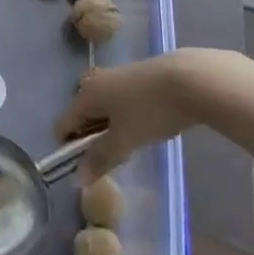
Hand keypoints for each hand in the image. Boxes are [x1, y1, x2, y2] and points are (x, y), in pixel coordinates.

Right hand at [55, 48, 253, 177]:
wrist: (190, 79)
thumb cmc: (150, 110)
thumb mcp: (124, 140)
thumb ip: (101, 158)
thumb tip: (79, 179)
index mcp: (85, 95)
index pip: (63, 124)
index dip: (69, 148)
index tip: (88, 168)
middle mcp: (95, 82)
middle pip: (83, 116)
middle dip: (92, 139)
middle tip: (114, 158)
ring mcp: (116, 76)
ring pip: (104, 109)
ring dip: (110, 129)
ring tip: (133, 144)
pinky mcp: (137, 76)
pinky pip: (121, 101)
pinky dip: (126, 117)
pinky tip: (146, 126)